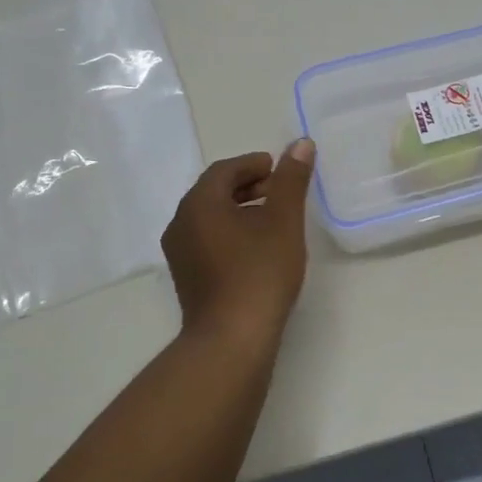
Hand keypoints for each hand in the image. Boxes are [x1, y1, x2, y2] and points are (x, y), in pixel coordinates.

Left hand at [161, 139, 315, 346]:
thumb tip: (301, 143)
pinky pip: (208, 240)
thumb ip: (291, 180)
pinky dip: (231, 232)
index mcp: (199, 204)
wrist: (232, 338)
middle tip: (279, 190)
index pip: (224, 170)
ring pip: (210, 218)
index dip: (253, 164)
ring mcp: (180, 254)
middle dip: (247, 185)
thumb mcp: (284, 221)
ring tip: (273, 219)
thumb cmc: (259, 272)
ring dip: (240, 210)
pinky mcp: (187, 278)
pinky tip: (257, 248)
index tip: (279, 168)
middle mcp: (180, 224)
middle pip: (214, 192)